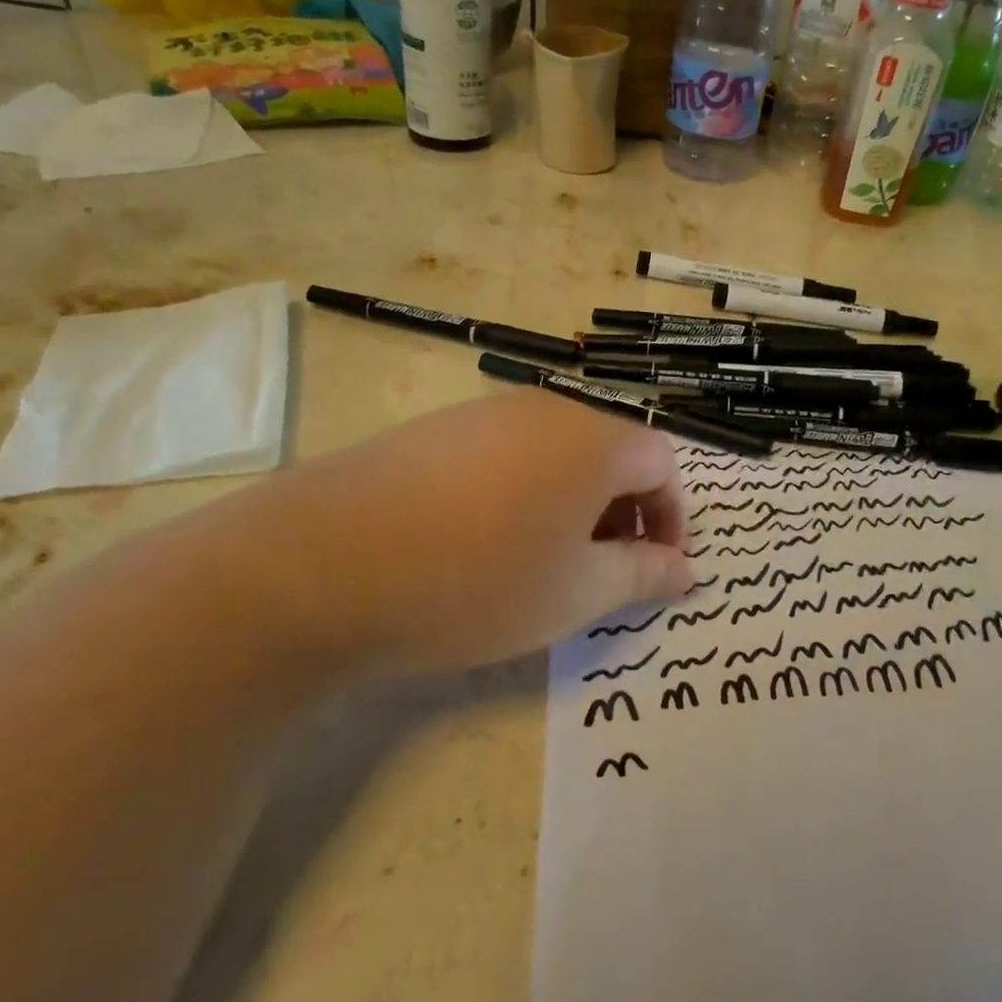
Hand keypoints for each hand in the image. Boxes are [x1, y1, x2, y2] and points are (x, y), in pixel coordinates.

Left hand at [214, 389, 692, 671]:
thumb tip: (686, 570)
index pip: (663, 463)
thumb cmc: (475, 581)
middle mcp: (547, 408)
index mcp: (594, 438)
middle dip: (626, 512)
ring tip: (547, 561)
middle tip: (606, 572)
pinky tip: (486, 541)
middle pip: (613, 451)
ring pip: (560, 452)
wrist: (315, 565)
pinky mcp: (437, 429)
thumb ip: (643, 575)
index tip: (657, 571)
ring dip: (576, 503)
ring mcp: (486, 412)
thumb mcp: (576, 593)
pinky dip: (525, 491)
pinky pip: (508, 453)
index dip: (672, 519)